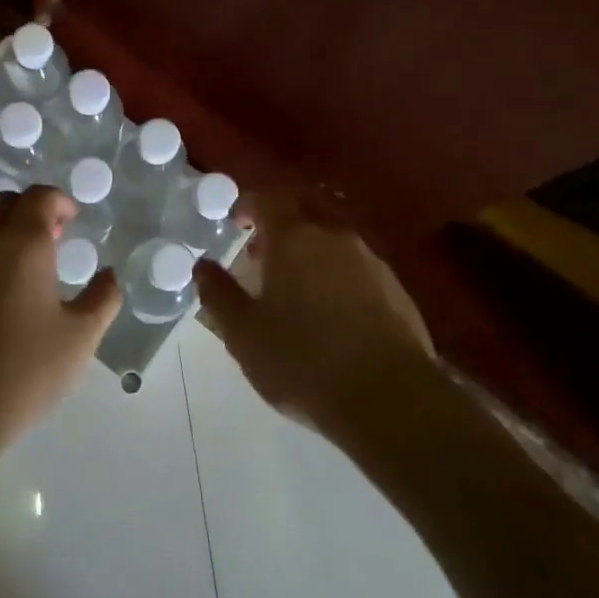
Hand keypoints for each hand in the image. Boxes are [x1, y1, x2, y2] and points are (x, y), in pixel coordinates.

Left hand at [0, 185, 120, 480]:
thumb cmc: (24, 371)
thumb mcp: (80, 337)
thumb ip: (102, 298)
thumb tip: (109, 275)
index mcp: (22, 244)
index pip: (39, 197)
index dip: (59, 201)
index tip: (73, 219)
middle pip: (6, 203)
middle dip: (31, 210)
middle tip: (53, 238)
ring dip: (4, 233)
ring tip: (24, 270)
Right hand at [194, 190, 433, 439]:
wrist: (390, 399)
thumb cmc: (303, 360)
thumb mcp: (244, 333)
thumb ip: (218, 293)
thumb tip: (202, 265)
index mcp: (294, 237)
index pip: (267, 199)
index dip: (249, 205)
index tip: (237, 222)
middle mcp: (334, 236)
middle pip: (304, 210)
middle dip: (280, 222)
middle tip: (262, 250)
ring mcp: (370, 260)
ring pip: (333, 238)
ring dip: (311, 248)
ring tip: (295, 284)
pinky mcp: (396, 288)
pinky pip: (357, 265)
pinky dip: (337, 273)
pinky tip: (333, 310)